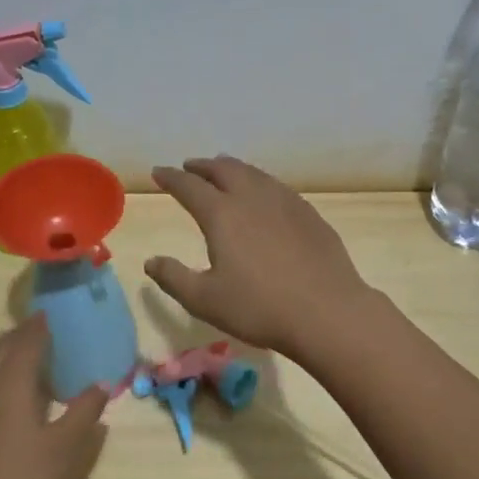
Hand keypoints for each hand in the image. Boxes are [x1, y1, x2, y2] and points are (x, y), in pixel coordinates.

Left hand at [0, 315, 108, 478]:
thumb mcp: (64, 449)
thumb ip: (83, 412)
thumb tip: (102, 384)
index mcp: (9, 384)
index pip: (26, 341)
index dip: (39, 326)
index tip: (51, 314)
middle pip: (0, 349)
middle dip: (19, 335)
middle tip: (40, 331)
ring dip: (2, 354)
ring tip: (20, 356)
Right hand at [145, 156, 374, 358]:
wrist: (327, 312)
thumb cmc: (259, 308)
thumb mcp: (205, 300)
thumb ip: (174, 278)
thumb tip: (151, 261)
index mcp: (222, 214)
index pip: (189, 186)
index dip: (171, 178)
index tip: (159, 172)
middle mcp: (252, 198)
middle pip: (223, 170)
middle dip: (202, 166)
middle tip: (190, 167)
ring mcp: (285, 202)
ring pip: (253, 173)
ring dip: (232, 169)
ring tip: (223, 171)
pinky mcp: (309, 213)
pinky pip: (276, 186)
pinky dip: (259, 182)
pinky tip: (263, 195)